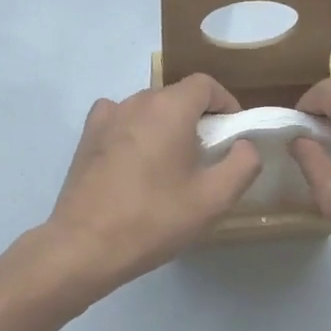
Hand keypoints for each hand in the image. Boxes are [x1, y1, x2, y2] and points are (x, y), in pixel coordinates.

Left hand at [43, 73, 260, 293]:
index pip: (206, 85)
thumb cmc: (154, 219)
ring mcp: (106, 117)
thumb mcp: (213, 199)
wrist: (85, 245)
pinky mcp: (87, 136)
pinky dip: (135, 131)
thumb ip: (242, 164)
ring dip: (165, 126)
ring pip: (148, 109)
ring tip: (170, 165)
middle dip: (197, 119)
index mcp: (170, 108)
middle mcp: (136, 101)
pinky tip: (135, 162)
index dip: (226, 104)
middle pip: (176, 96)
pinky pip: (120, 120)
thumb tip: (244, 144)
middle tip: (206, 157)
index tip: (232, 134)